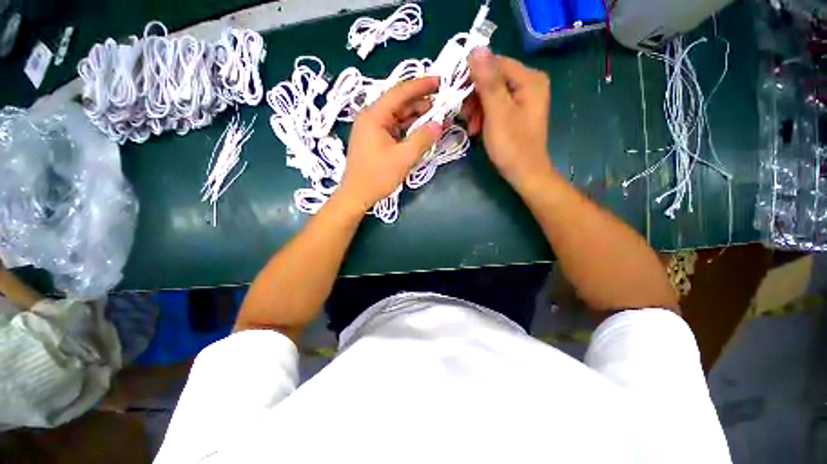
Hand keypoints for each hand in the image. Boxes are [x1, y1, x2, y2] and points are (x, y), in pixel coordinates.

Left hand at [337, 77, 442, 211]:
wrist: (357, 195)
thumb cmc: (378, 176)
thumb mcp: (404, 158)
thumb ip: (423, 139)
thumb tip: (439, 124)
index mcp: (374, 115)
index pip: (400, 92)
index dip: (421, 85)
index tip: (440, 81)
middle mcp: (371, 117)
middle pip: (399, 103)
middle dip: (421, 103)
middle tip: (442, 106)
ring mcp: (372, 128)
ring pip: (398, 116)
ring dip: (416, 117)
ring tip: (436, 119)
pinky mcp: (375, 139)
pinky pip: (395, 128)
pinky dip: (409, 128)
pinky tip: (421, 131)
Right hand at [463, 48, 552, 191]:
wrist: (524, 174)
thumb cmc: (512, 146)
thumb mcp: (497, 113)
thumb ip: (488, 81)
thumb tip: (475, 48)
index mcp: (529, 79)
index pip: (495, 63)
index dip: (473, 75)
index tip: (455, 93)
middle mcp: (528, 83)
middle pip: (492, 78)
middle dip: (474, 97)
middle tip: (465, 116)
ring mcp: (522, 98)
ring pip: (490, 93)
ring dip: (476, 109)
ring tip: (471, 127)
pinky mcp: (515, 112)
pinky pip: (494, 105)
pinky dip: (482, 116)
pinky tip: (477, 129)